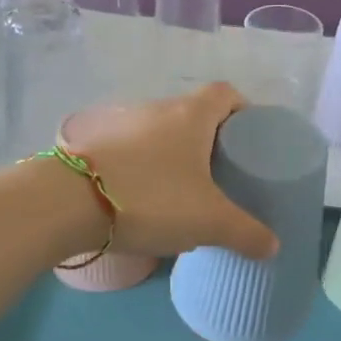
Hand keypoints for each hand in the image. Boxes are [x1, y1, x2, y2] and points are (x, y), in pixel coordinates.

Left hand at [61, 85, 278, 260]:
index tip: (249, 139)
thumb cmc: (152, 197)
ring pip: (160, 132)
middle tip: (221, 173)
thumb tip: (273, 246)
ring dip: (174, 154)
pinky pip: (131, 149)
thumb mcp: (209, 221)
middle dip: (210, 139)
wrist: (67, 202)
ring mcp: (121, 124)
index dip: (243, 110)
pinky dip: (143, 166)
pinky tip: (144, 198)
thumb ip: (245, 233)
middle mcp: (157, 109)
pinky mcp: (93, 144)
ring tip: (182, 190)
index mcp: (191, 115)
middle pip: (193, 113)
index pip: (226, 93)